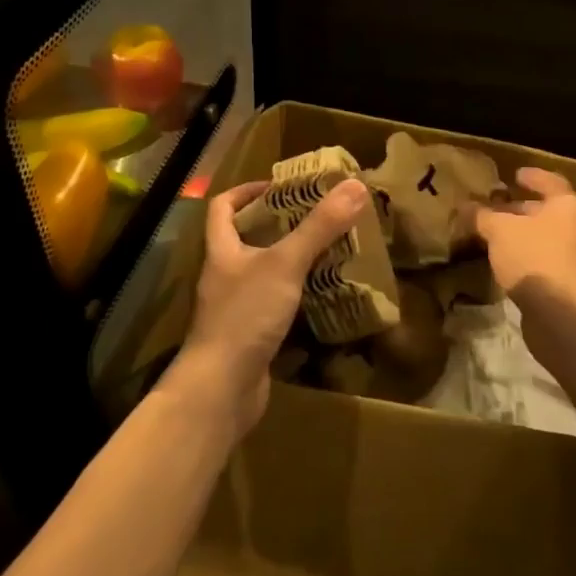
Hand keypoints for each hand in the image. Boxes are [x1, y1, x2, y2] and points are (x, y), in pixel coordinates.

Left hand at [171, 176, 369, 436]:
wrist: (221, 389)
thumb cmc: (245, 316)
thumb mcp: (285, 264)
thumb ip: (319, 227)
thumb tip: (355, 185)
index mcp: (221, 249)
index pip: (222, 207)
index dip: (247, 191)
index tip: (281, 187)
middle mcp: (224, 274)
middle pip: (245, 238)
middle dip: (279, 225)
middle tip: (317, 217)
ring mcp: (236, 307)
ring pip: (263, 273)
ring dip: (291, 261)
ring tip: (327, 251)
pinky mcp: (250, 335)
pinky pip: (274, 305)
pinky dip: (295, 296)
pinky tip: (322, 295)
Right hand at [474, 165, 575, 306]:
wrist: (562, 315)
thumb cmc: (534, 257)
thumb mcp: (499, 230)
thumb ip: (482, 216)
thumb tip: (464, 206)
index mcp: (567, 207)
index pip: (551, 182)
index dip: (532, 177)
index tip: (514, 174)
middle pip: (546, 212)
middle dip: (519, 209)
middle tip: (493, 207)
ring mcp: (574, 260)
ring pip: (542, 239)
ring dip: (519, 236)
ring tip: (492, 235)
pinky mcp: (566, 287)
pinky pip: (540, 262)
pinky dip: (522, 258)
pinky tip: (502, 263)